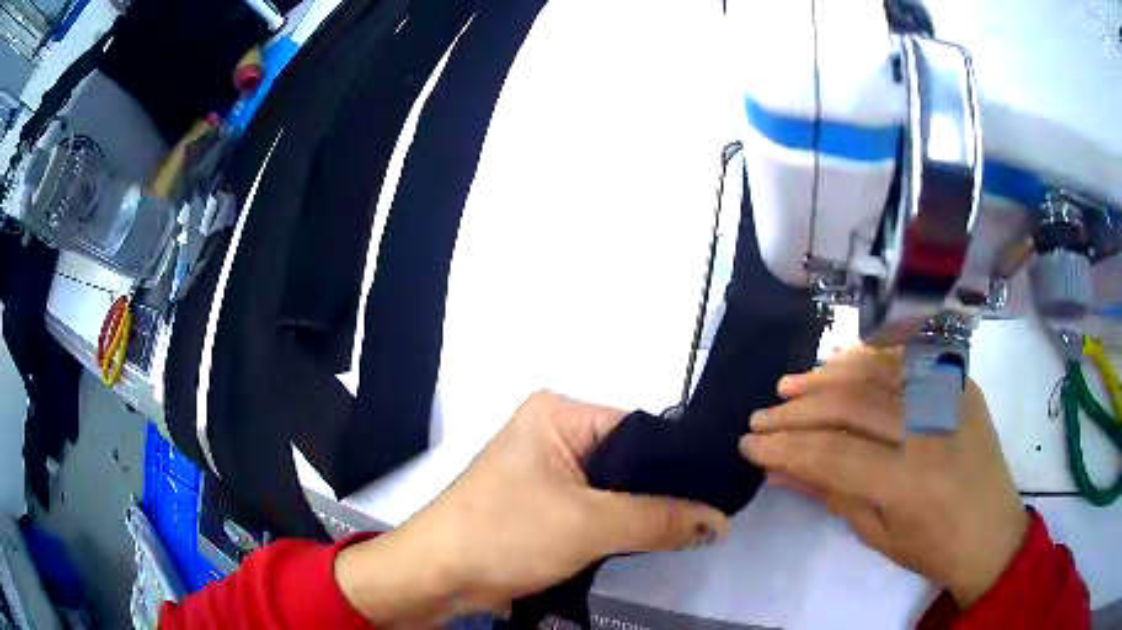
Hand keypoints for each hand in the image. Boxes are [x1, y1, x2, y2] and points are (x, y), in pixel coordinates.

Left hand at [337, 391, 727, 625]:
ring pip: (615, 488)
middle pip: (630, 459)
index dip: (680, 461)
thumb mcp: (590, 525)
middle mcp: (553, 432)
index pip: (641, 427)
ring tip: (692, 529)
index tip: (721, 490)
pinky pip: (596, 508)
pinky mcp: (542, 503)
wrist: (437, 576)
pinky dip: (620, 525)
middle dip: (665, 492)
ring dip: (643, 512)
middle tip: (712, 516)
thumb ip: (661, 520)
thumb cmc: (505, 535)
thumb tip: (720, 520)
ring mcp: (546, 470)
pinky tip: (653, 539)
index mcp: (559, 413)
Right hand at [739, 346, 1028, 608]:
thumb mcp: (878, 534)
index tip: (749, 446)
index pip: (832, 455)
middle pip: (850, 408)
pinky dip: (869, 357)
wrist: (992, 531)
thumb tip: (779, 471)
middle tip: (760, 418)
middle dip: (796, 413)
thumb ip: (830, 494)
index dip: (785, 449)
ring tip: (788, 386)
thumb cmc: (933, 547)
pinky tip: (839, 361)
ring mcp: (949, 397)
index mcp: (909, 483)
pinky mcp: (960, 382)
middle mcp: (929, 431)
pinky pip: (908, 359)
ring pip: (875, 373)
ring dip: (825, 377)